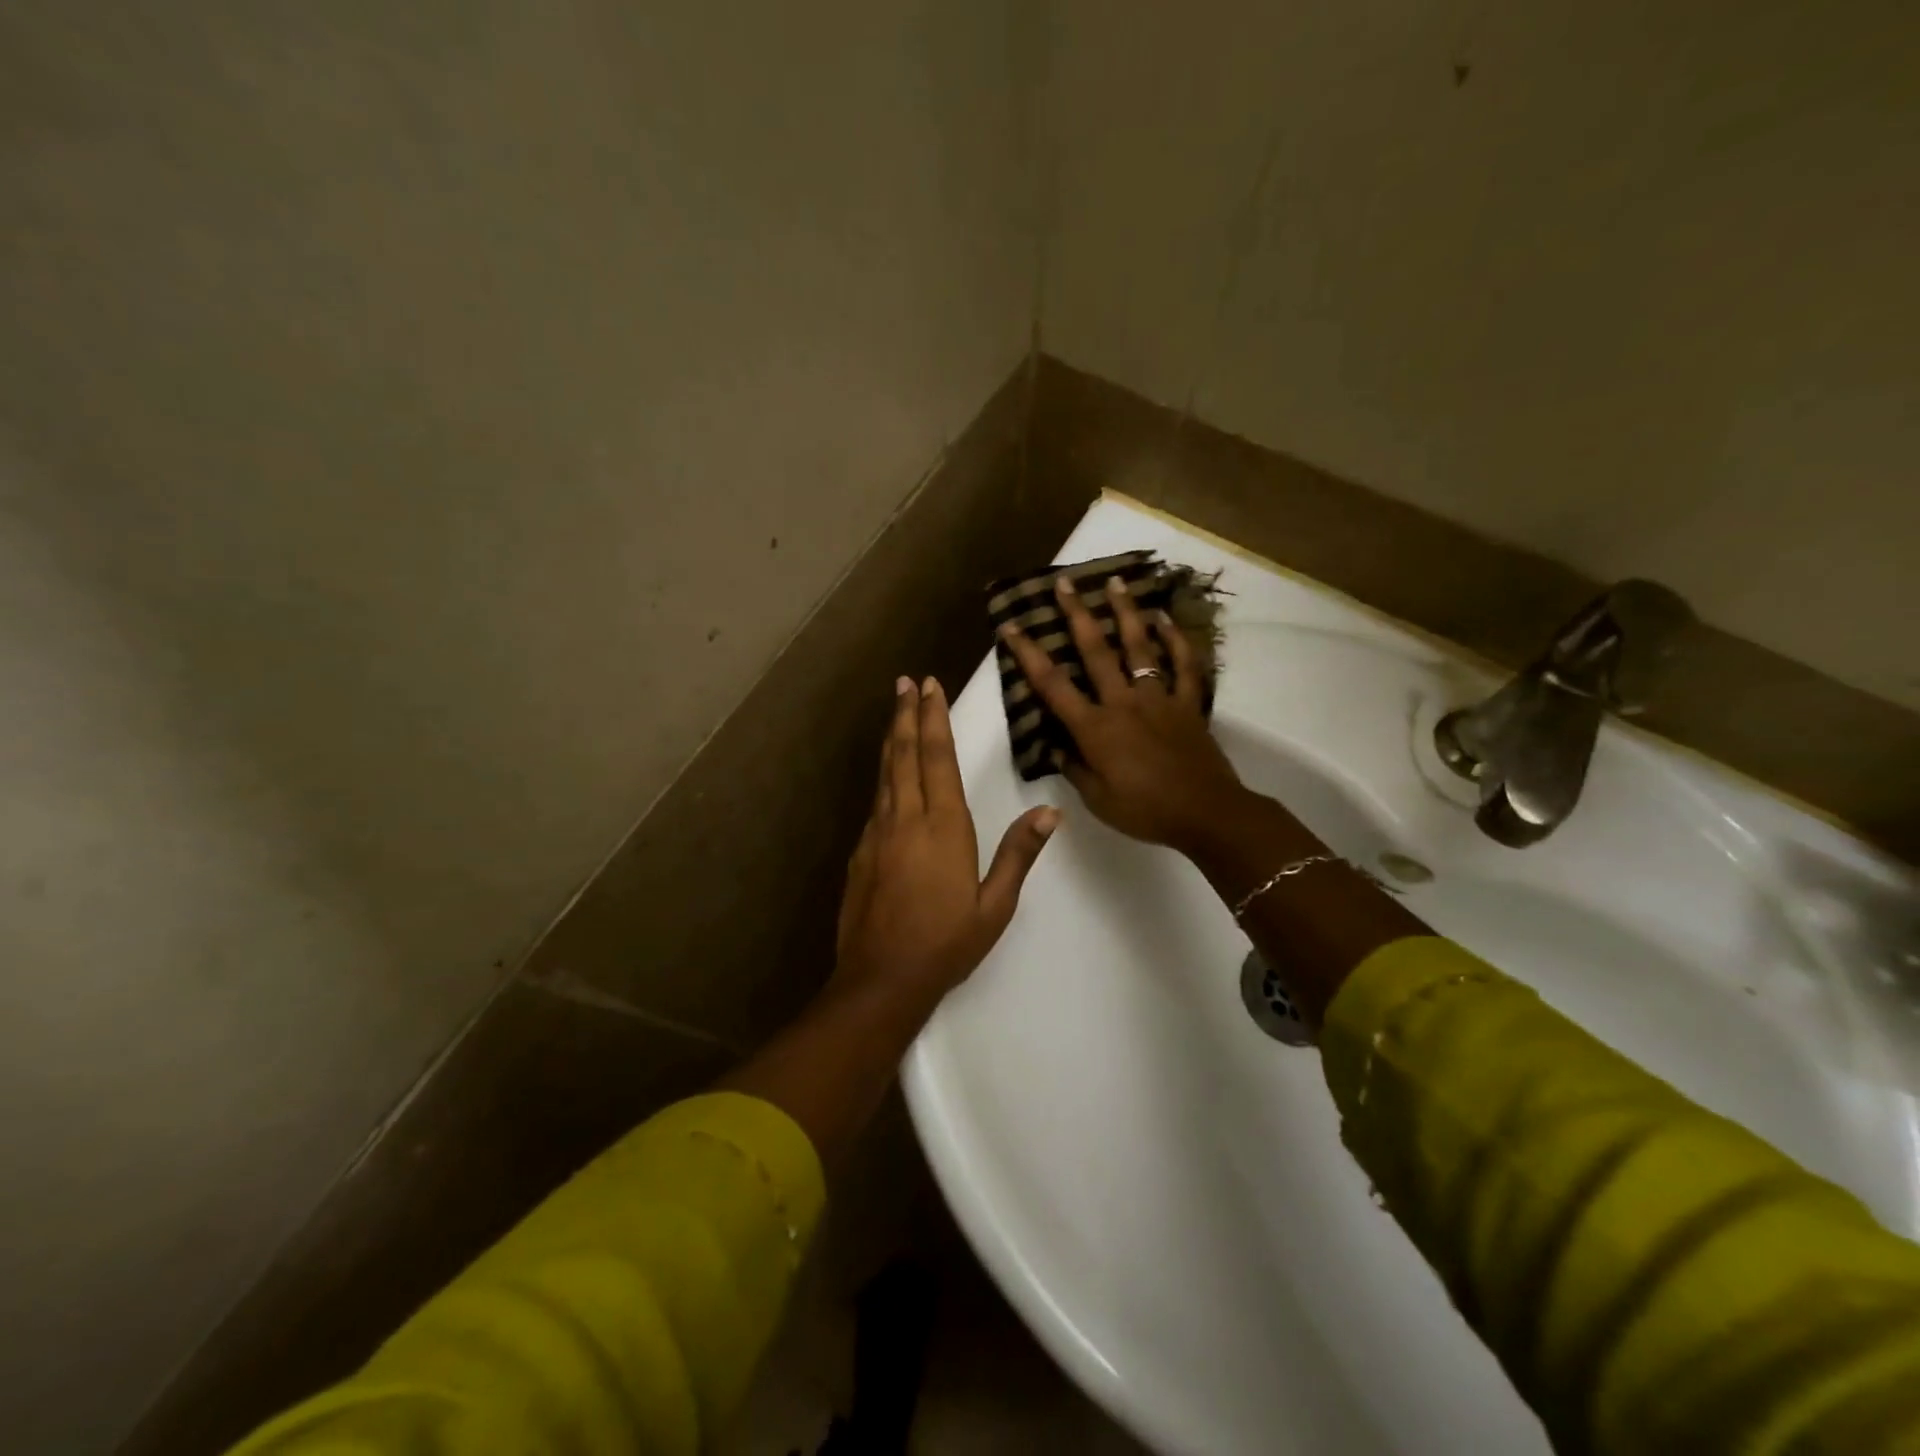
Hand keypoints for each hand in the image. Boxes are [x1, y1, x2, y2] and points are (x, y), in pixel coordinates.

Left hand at [834, 675, 1059, 1009]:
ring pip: (885, 774)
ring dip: (893, 739)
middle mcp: (906, 819)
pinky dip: (883, 777)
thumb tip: (1049, 813)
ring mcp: (877, 834)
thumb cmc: (946, 943)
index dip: (935, 719)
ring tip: (896, 712)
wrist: (881, 979)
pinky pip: (875, 802)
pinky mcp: (860, 853)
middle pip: (906, 754)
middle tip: (905, 682)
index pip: (938, 758)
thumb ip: (1018, 853)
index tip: (930, 687)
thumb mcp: (995, 904)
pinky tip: (887, 776)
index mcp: (943, 826)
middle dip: (907, 715)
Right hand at [998, 574, 1246, 852]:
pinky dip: (1176, 640)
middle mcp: (1123, 703)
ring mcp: (1159, 699)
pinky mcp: (1188, 704)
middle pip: (1095, 651)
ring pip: (1140, 647)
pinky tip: (1165, 619)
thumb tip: (1056, 748)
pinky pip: (1184, 666)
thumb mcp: (1097, 799)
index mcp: (1095, 728)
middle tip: (1064, 583)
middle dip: (1076, 615)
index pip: (1052, 685)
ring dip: (1126, 612)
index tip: (1012, 625)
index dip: (1029, 654)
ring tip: (1116, 582)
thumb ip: (1074, 769)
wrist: (1206, 813)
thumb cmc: (1145, 810)